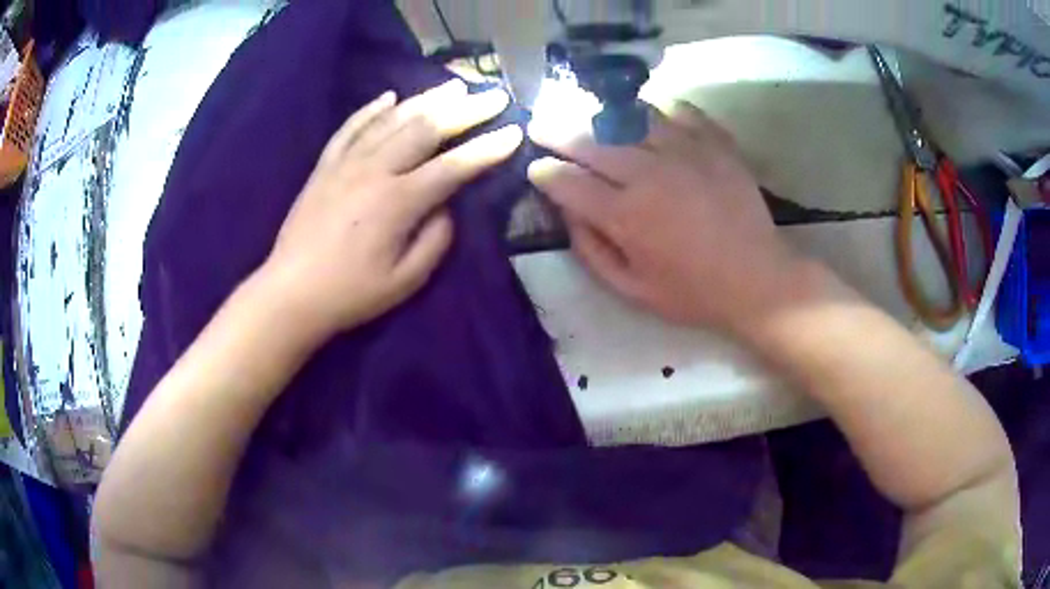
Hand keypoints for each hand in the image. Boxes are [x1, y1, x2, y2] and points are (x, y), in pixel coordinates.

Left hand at [260, 79, 523, 340]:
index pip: (453, 166)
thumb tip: (447, 207)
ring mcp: (346, 163)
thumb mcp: (405, 281)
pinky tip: (390, 96)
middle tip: (494, 96)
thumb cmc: (350, 294)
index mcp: (398, 202)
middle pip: (426, 129)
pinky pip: (350, 127)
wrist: (291, 293)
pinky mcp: (325, 166)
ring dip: (427, 100)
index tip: (513, 132)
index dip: (487, 148)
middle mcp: (374, 171)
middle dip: (466, 110)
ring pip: (392, 120)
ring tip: (454, 86)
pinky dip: (371, 109)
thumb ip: (435, 240)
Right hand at [527, 101, 810, 334]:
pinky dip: (661, 108)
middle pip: (590, 140)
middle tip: (541, 123)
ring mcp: (685, 151)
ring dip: (602, 113)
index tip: (536, 168)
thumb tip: (568, 213)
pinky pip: (681, 110)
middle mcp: (649, 173)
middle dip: (557, 131)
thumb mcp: (632, 290)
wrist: (757, 280)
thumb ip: (592, 251)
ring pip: (630, 117)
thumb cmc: (692, 292)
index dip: (545, 173)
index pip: (568, 182)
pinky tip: (651, 113)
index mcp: (625, 215)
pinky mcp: (715, 143)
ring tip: (588, 111)